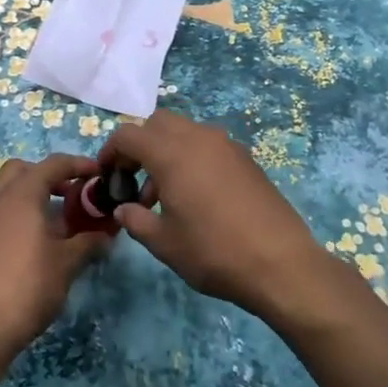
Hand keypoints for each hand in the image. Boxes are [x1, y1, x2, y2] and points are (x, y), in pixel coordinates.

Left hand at [0, 152, 110, 357]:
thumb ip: (88, 242)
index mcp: (22, 192)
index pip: (53, 164)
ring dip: (30, 192)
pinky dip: (16, 211)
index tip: (98, 173)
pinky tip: (33, 238)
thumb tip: (107, 234)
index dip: (78, 164)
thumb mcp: (67, 263)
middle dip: (48, 175)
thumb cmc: (29, 285)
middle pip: (23, 169)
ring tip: (54, 217)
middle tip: (71, 194)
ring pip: (6, 188)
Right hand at [99, 111, 332, 322]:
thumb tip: (123, 209)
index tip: (106, 176)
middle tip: (133, 180)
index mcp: (172, 153)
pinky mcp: (245, 157)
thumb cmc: (214, 252)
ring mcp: (226, 144)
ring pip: (184, 132)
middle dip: (139, 146)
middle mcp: (198, 138)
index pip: (129, 134)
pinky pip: (207, 144)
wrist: (281, 263)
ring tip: (162, 196)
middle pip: (157, 124)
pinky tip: (195, 197)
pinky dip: (190, 157)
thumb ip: (136, 221)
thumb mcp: (165, 244)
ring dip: (165, 152)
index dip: (111, 151)